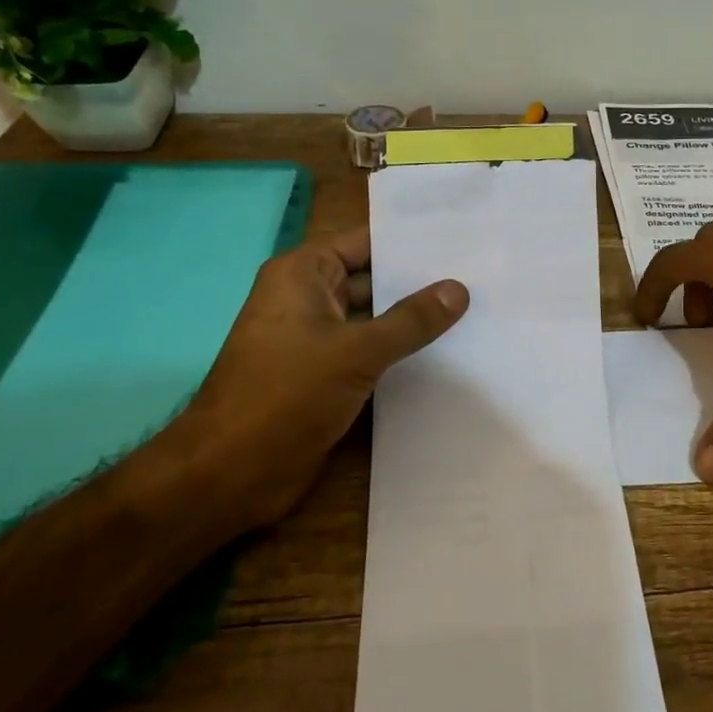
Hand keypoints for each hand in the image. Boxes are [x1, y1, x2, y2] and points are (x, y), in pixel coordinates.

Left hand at [190, 227, 467, 529]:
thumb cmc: (285, 394)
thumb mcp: (355, 351)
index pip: (366, 242)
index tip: (463, 238)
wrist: (231, 472)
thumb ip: (410, 320)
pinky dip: (402, 352)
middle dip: (421, 282)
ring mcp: (317, 339)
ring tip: (477, 310)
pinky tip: (449, 353)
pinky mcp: (326, 375)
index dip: (411, 241)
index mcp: (303, 274)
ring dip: (415, 320)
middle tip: (481, 275)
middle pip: (374, 279)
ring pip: (376, 319)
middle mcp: (309, 298)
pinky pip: (371, 353)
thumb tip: (459, 289)